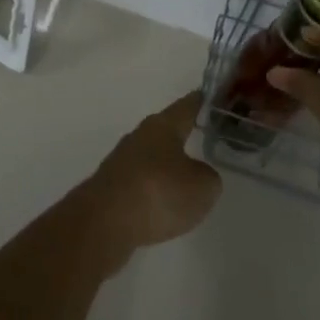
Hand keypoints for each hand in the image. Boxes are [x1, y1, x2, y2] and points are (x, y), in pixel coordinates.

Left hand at [84, 92, 222, 261]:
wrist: (104, 222)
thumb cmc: (159, 192)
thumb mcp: (202, 187)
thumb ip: (208, 176)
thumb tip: (199, 174)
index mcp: (164, 125)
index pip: (188, 105)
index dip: (203, 102)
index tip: (214, 98)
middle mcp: (140, 135)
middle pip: (167, 129)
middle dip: (184, 134)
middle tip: (205, 139)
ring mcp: (122, 160)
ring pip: (152, 156)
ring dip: (167, 164)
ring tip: (185, 179)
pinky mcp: (110, 186)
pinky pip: (140, 181)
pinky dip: (153, 188)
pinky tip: (161, 204)